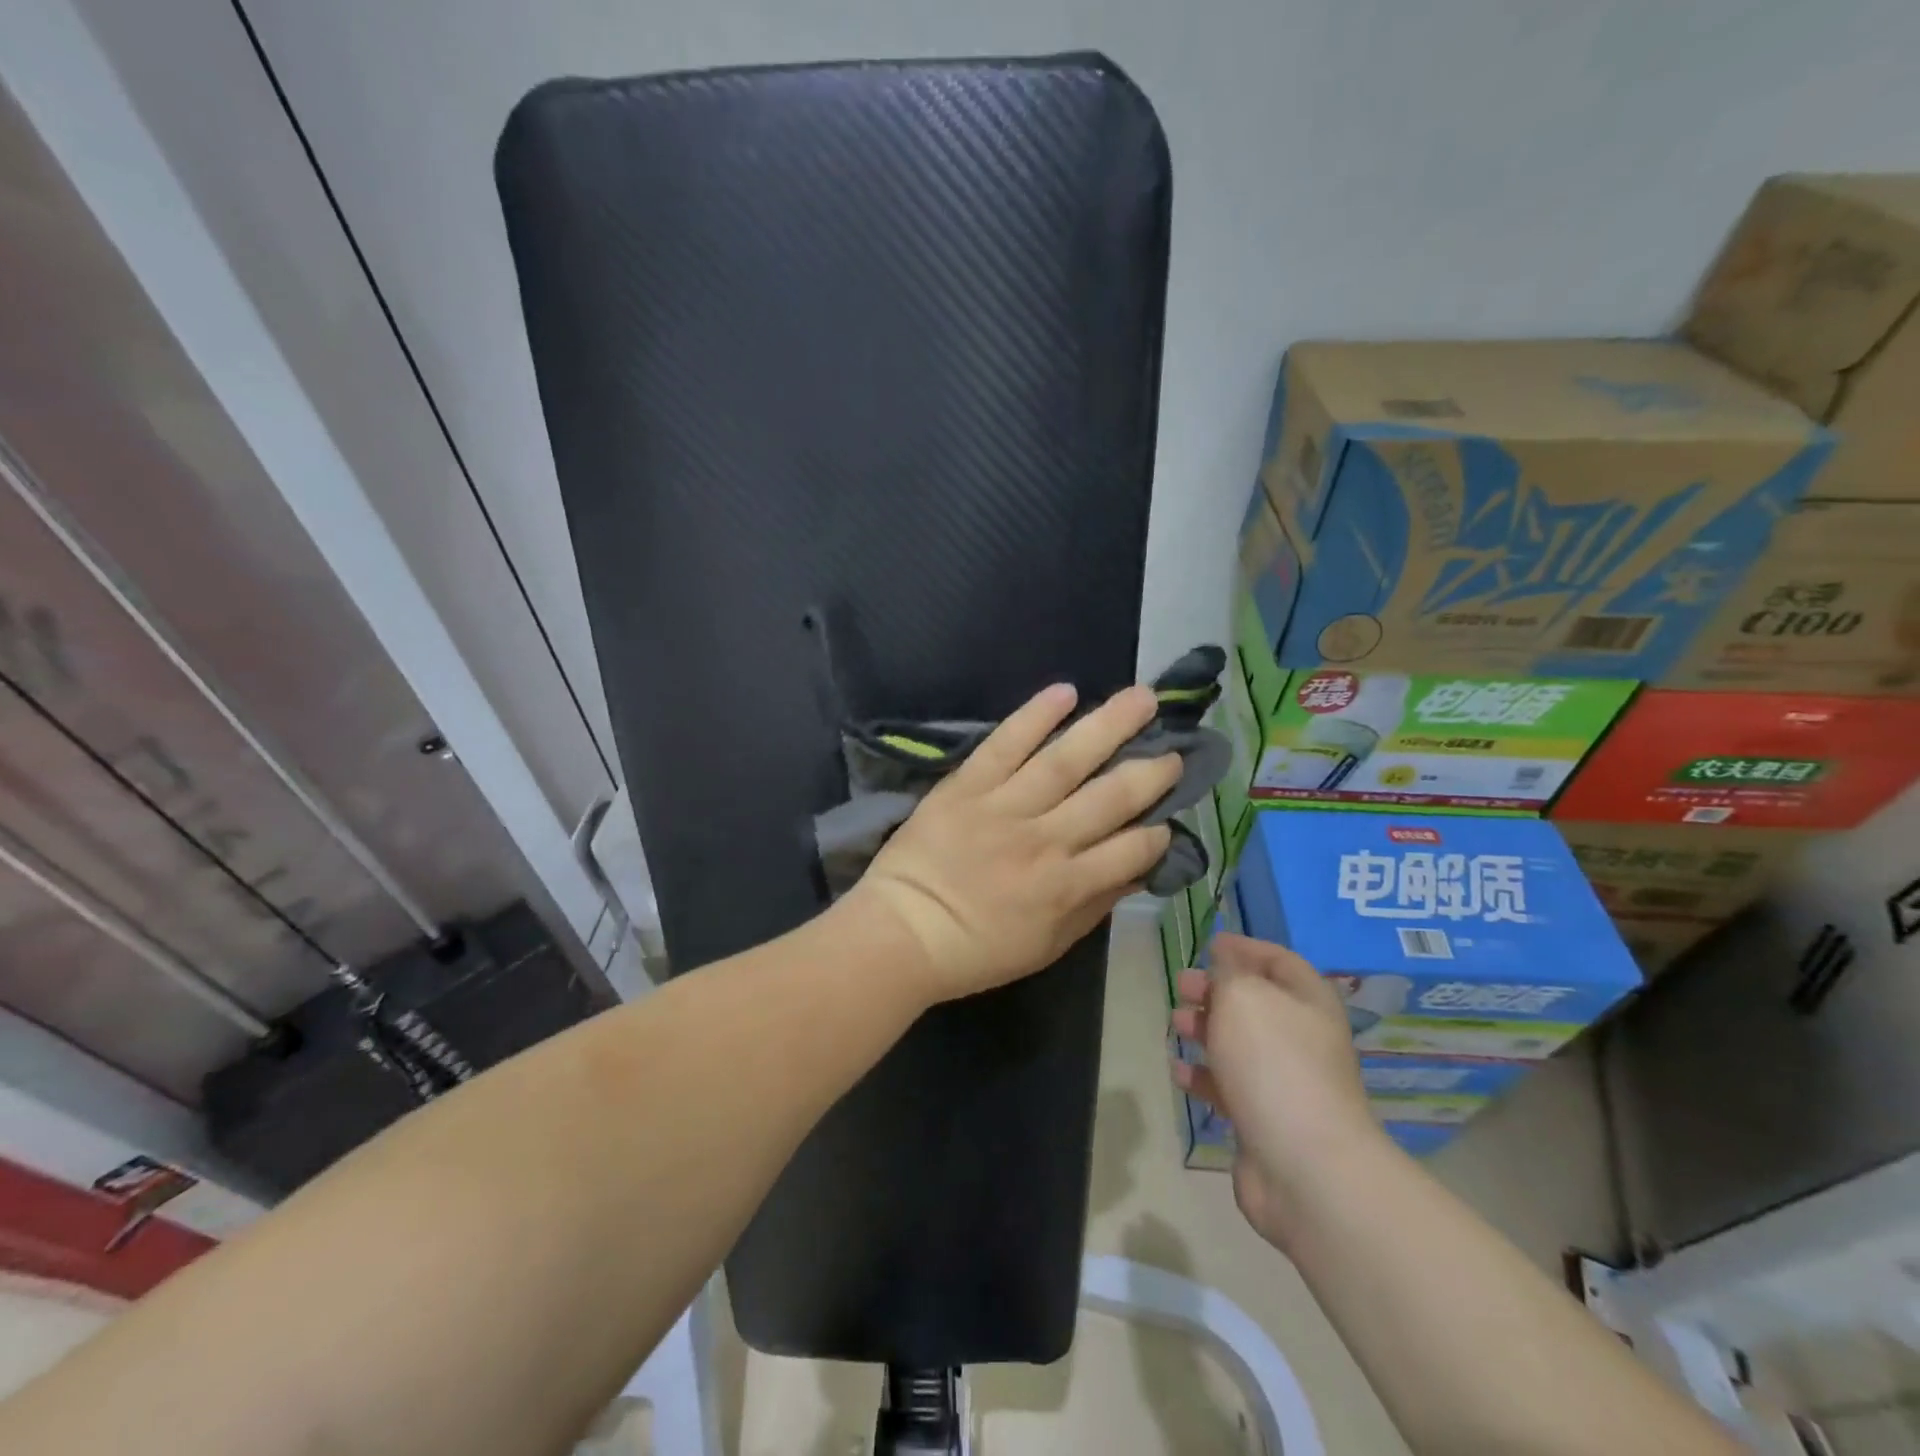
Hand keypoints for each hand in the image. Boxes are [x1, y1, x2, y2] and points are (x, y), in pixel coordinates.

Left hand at [847, 682, 1180, 1004]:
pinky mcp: (968, 786)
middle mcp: (1046, 840)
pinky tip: (1065, 691)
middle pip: (1111, 797)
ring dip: (1109, 726)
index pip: (1131, 849)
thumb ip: (1094, 907)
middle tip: (1175, 749)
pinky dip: (1034, 716)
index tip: (1167, 818)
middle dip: (1149, 772)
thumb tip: (1135, 872)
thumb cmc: (977, 950)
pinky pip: (1005, 745)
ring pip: (1066, 760)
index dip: (1157, 833)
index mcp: (1067, 885)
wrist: (903, 933)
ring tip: (1143, 698)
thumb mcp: (1048, 946)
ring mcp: (1005, 807)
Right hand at [1172, 934, 1387, 1249]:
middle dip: (1216, 990)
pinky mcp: (1265, 1120)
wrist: (1304, 1166)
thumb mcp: (1243, 996)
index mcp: (1308, 1001)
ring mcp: (1286, 1081)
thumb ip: (1229, 972)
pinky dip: (1203, 1075)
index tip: (1209, 944)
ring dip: (1205, 1030)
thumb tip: (1225, 958)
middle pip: (1255, 1001)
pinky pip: (1229, 1086)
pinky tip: (1179, 1072)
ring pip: (1239, 1043)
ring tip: (1175, 1026)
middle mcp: (1302, 1037)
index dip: (1244, 948)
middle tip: (1182, 986)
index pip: (1278, 960)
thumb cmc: (1273, 1063)